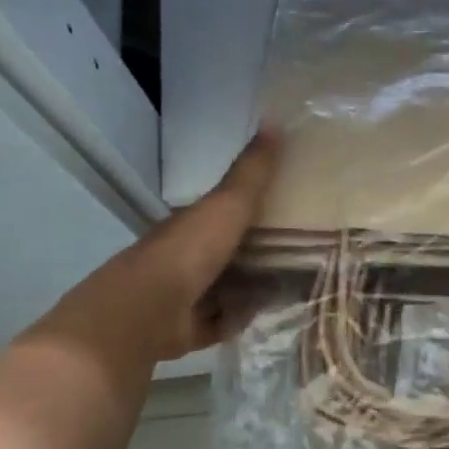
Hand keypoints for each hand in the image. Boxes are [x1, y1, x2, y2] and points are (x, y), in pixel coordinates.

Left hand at [32, 130, 279, 367]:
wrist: (145, 311)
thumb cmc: (188, 252)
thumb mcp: (227, 204)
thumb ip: (252, 171)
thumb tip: (275, 119)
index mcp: (193, 225)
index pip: (225, 213)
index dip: (255, 211)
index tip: (292, 211)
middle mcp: (186, 257)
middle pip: (229, 253)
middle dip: (259, 255)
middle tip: (304, 256)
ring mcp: (183, 295)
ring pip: (225, 289)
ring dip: (251, 290)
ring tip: (291, 288)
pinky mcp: (186, 330)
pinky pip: (219, 322)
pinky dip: (237, 320)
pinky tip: (263, 317)